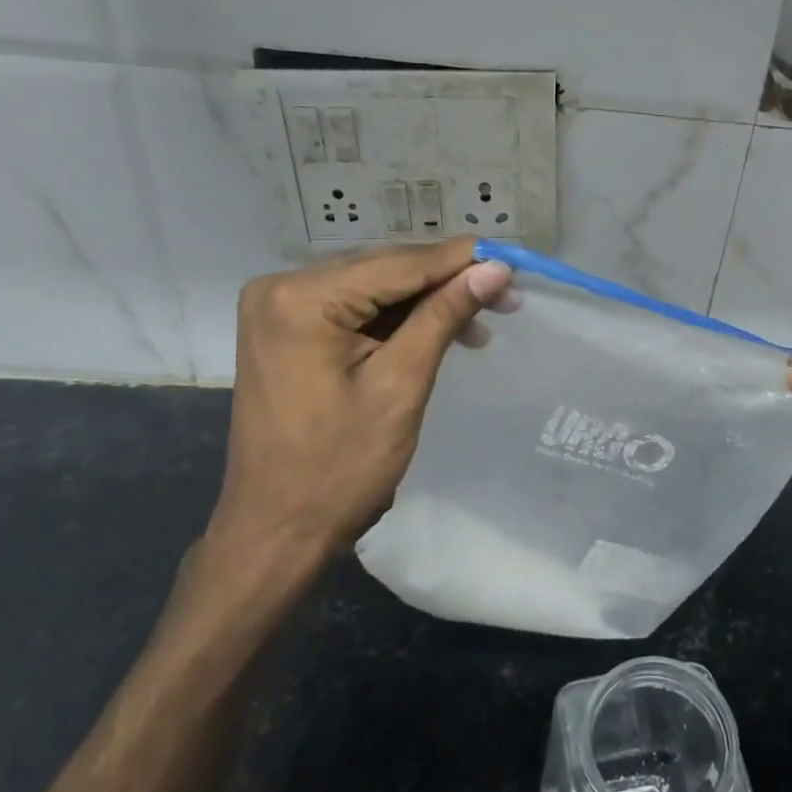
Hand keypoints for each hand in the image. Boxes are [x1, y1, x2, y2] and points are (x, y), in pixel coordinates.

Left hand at [198, 239, 513, 602]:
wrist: (277, 531)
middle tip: (507, 295)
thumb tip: (495, 268)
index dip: (460, 260)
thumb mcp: (400, 385)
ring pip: (374, 287)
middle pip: (384, 269)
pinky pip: (355, 309)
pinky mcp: (287, 329)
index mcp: (300, 298)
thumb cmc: (339, 467)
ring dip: (427, 302)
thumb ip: (444, 315)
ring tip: (481, 322)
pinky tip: (439, 331)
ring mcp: (279, 308)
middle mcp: (280, 287)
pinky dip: (398, 319)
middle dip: (447, 281)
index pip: (397, 264)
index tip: (514, 260)